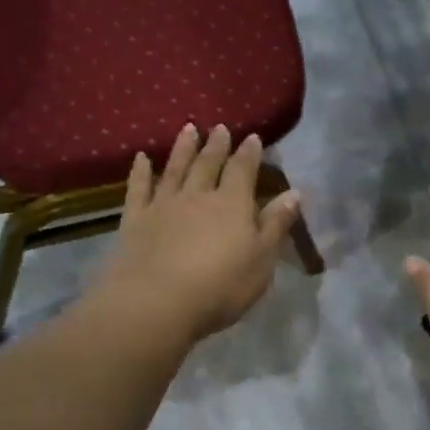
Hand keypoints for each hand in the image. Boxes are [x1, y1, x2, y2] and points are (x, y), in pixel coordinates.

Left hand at [89, 124, 301, 345]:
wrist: (157, 302)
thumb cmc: (221, 286)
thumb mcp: (261, 260)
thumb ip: (276, 225)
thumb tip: (294, 193)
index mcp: (232, 205)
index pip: (243, 171)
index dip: (249, 153)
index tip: (253, 137)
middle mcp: (198, 196)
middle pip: (208, 165)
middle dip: (217, 145)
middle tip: (219, 128)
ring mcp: (163, 206)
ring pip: (175, 169)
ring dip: (183, 148)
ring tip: (188, 129)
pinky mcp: (135, 220)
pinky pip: (138, 189)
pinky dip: (140, 172)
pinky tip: (141, 158)